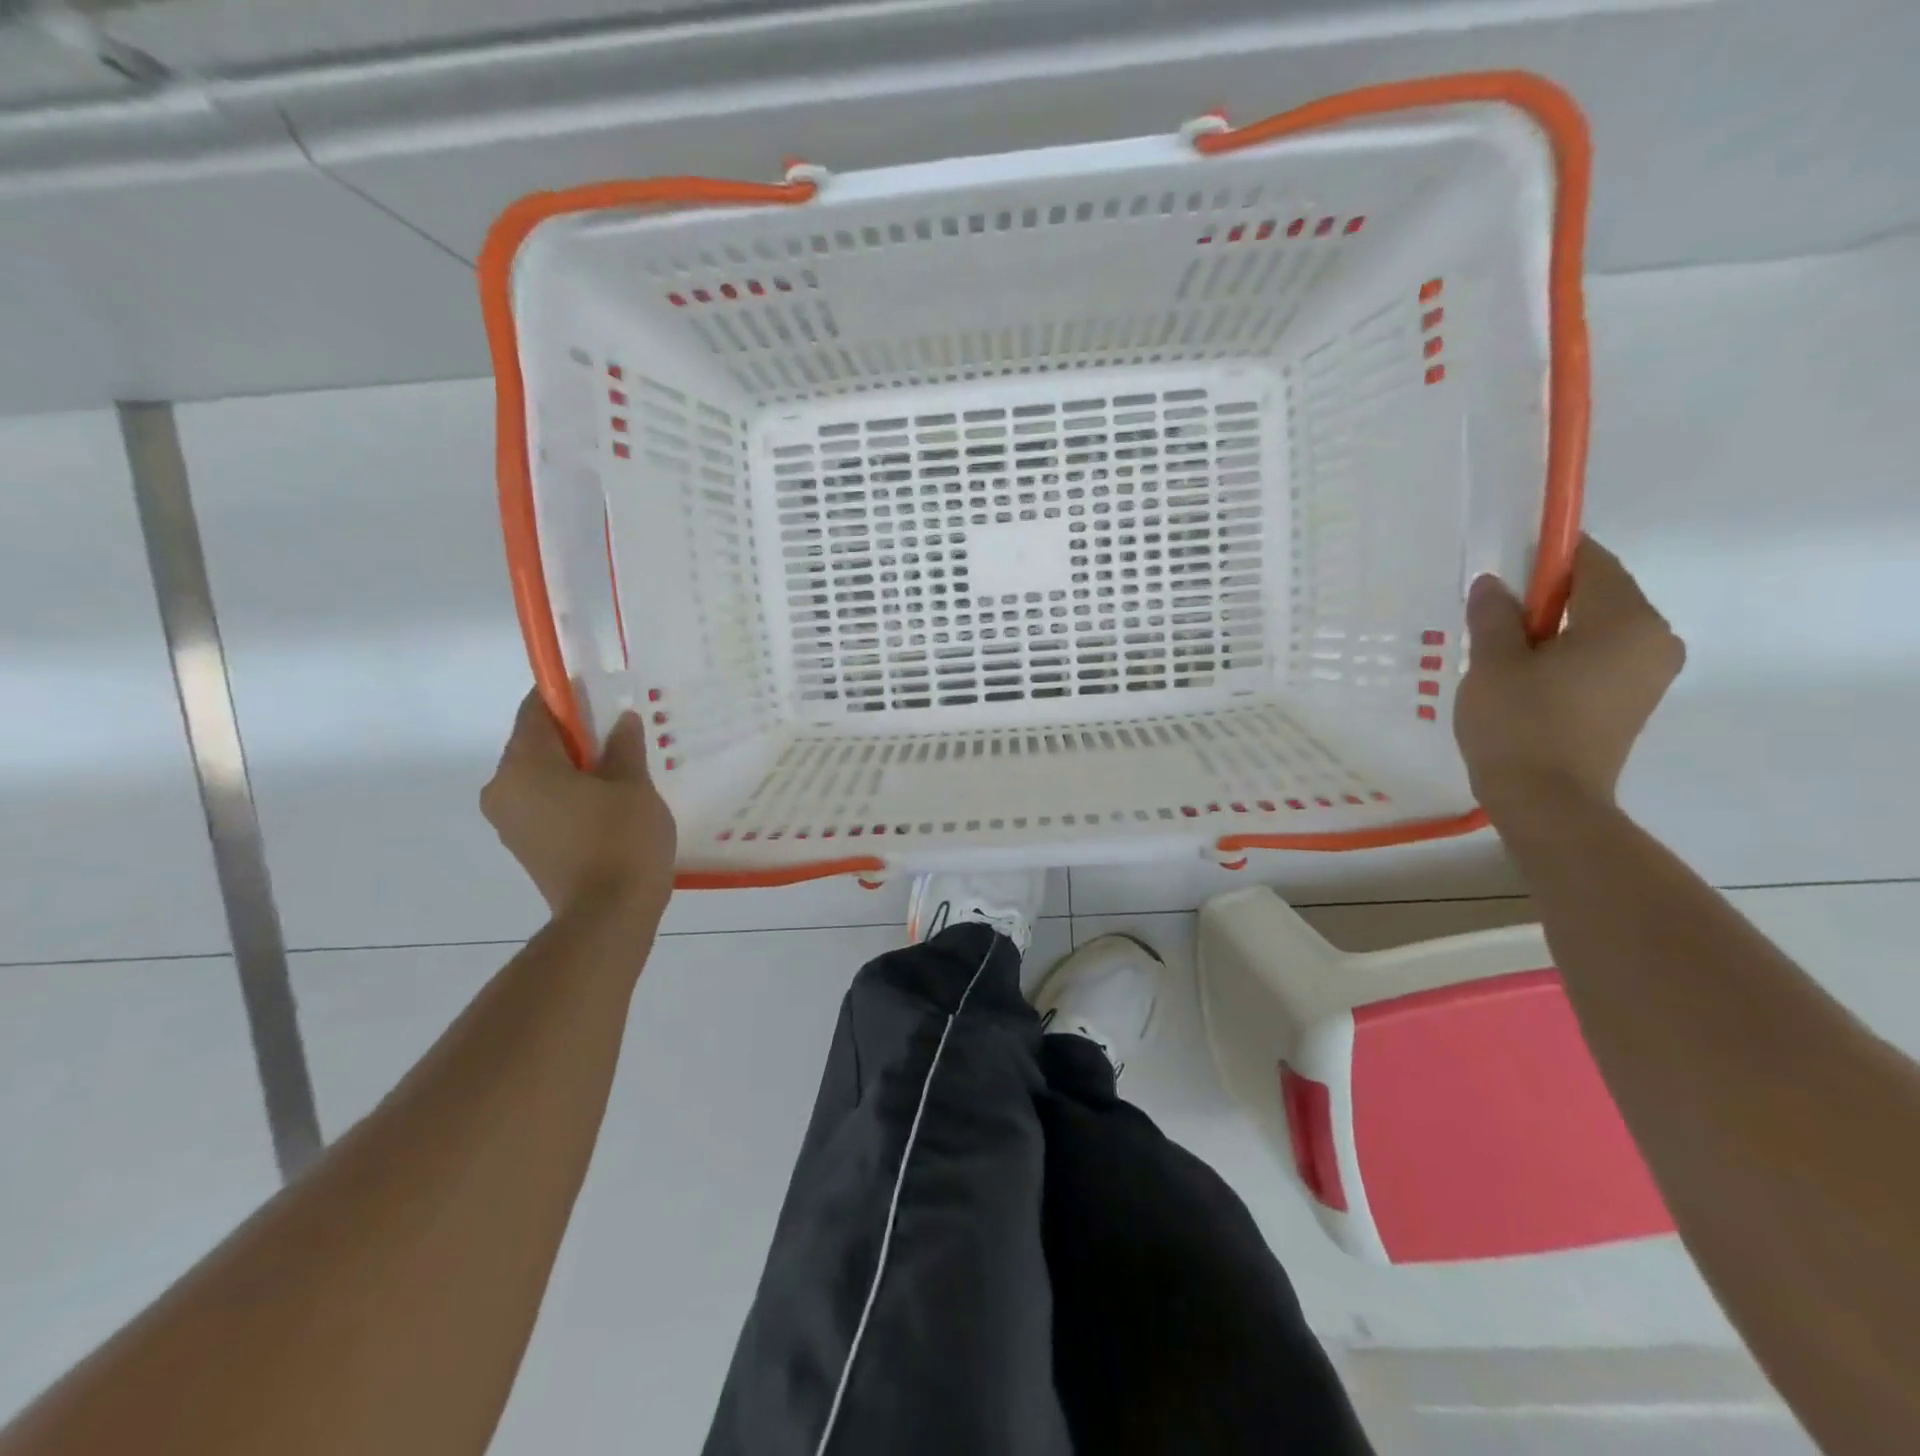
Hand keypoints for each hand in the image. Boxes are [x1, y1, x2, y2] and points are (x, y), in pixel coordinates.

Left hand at [481, 691, 677, 915]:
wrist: (608, 917)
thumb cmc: (622, 841)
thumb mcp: (634, 786)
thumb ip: (624, 747)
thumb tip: (620, 721)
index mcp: (524, 765)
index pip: (536, 710)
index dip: (567, 695)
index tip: (601, 692)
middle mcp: (502, 789)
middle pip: (536, 743)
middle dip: (576, 735)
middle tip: (621, 735)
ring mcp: (509, 821)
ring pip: (540, 775)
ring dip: (575, 767)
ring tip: (622, 770)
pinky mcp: (524, 846)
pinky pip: (543, 803)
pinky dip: (570, 794)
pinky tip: (609, 802)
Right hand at [1455, 537, 1685, 822]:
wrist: (1548, 802)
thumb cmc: (1519, 724)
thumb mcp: (1493, 663)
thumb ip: (1495, 615)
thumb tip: (1495, 584)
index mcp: (1628, 620)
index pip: (1590, 561)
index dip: (1546, 554)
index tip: (1504, 563)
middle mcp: (1655, 639)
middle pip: (1597, 594)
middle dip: (1545, 597)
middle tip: (1491, 615)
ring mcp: (1650, 674)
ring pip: (1596, 628)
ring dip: (1551, 630)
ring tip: (1500, 652)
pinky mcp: (1633, 701)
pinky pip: (1598, 658)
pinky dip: (1563, 656)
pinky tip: (1522, 677)